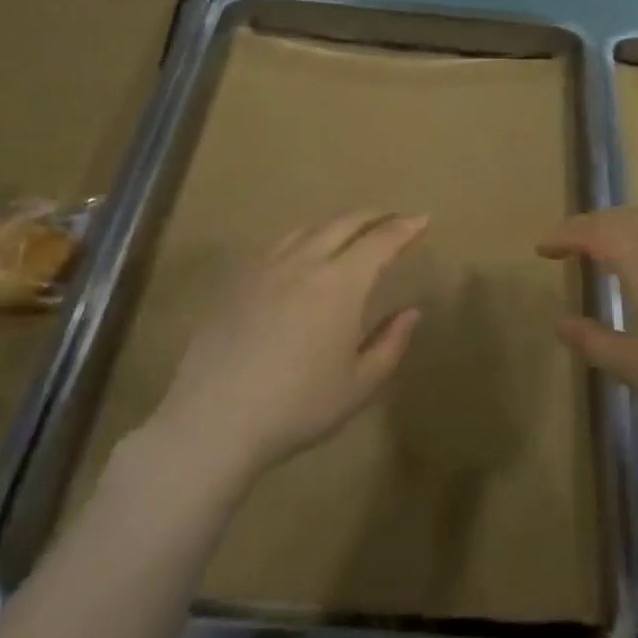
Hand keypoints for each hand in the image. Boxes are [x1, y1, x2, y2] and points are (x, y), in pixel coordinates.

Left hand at [152, 211, 427, 478]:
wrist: (215, 420)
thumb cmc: (298, 406)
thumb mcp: (359, 385)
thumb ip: (390, 344)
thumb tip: (411, 312)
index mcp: (341, 283)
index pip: (380, 241)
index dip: (405, 228)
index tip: (422, 220)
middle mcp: (304, 263)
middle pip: (344, 224)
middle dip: (373, 217)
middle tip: (392, 219)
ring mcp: (265, 269)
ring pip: (308, 229)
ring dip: (337, 224)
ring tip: (350, 231)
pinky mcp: (237, 282)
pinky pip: (278, 246)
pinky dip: (303, 238)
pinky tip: (302, 255)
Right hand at [538, 207, 637, 438]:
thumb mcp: (635, 365)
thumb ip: (593, 341)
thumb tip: (562, 323)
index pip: (593, 234)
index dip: (563, 237)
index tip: (541, 248)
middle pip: (620, 217)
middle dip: (589, 227)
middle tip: (567, 244)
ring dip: (619, 224)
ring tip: (606, 244)